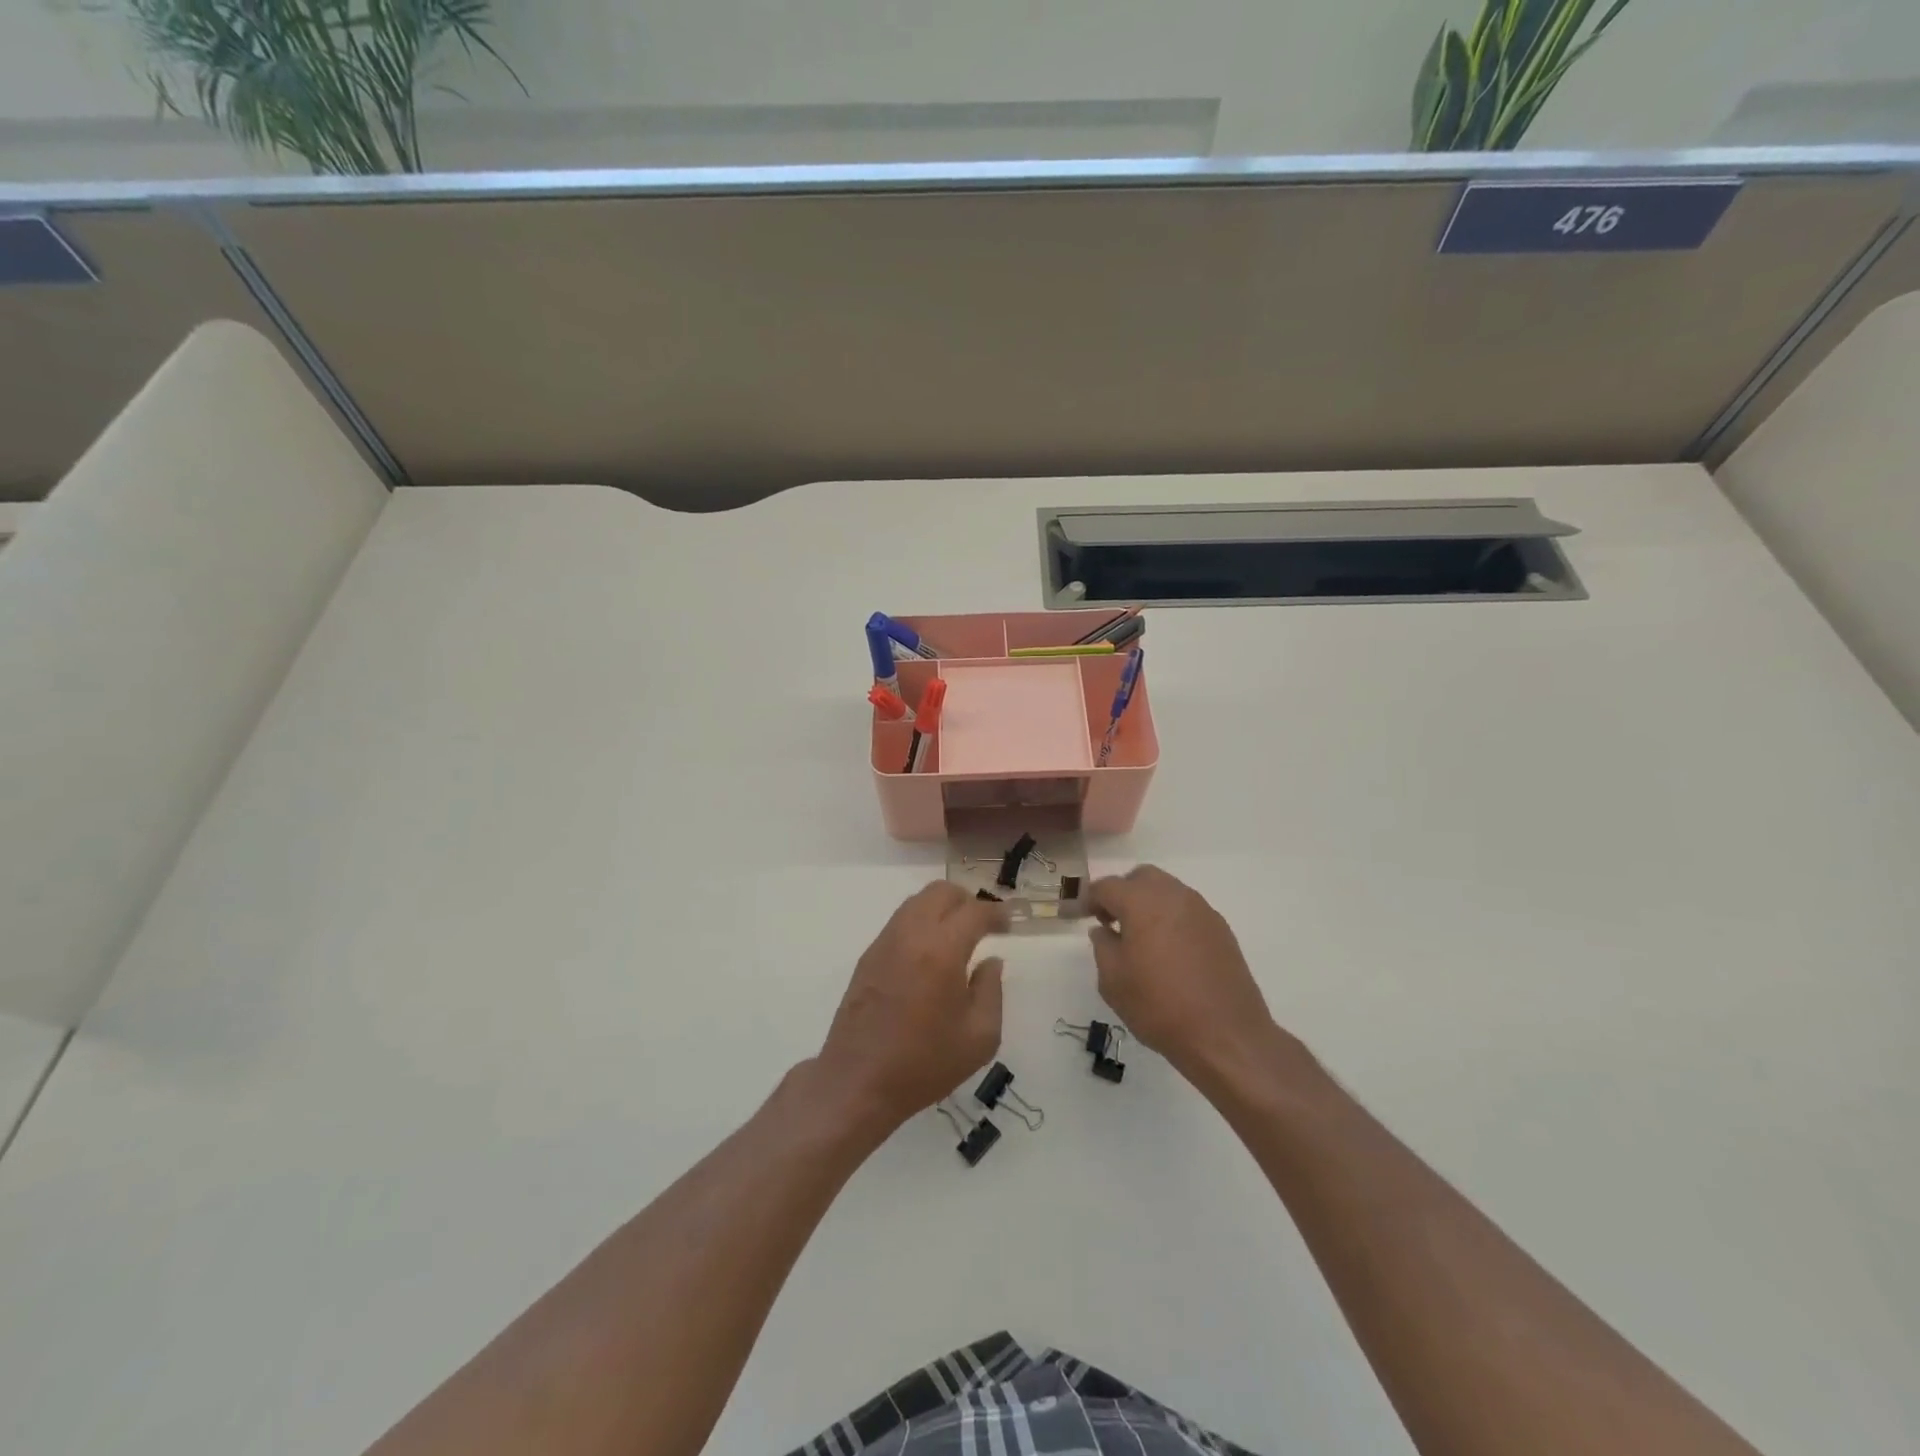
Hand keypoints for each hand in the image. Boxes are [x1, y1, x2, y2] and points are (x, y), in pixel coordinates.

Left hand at [816, 882, 1008, 1133]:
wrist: (858, 1082)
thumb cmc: (925, 1064)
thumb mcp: (980, 1037)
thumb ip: (991, 990)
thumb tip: (990, 961)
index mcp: (942, 950)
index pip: (974, 911)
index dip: (997, 913)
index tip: (1009, 924)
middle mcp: (911, 935)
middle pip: (941, 892)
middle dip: (967, 900)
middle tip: (983, 925)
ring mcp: (885, 942)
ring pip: (917, 902)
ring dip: (941, 908)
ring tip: (957, 936)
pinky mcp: (868, 956)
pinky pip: (900, 921)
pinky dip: (921, 923)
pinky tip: (929, 953)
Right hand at [1087, 866, 1286, 1086]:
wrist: (1225, 1035)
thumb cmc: (1159, 1006)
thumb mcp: (1113, 981)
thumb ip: (1102, 947)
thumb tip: (1104, 930)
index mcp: (1142, 902)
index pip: (1107, 886)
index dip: (1090, 899)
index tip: (1082, 916)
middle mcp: (1174, 896)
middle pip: (1141, 878)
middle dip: (1123, 893)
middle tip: (1113, 922)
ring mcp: (1202, 910)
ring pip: (1168, 891)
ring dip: (1150, 904)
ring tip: (1142, 939)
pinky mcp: (1221, 929)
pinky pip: (1188, 911)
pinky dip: (1172, 919)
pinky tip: (1170, 952)